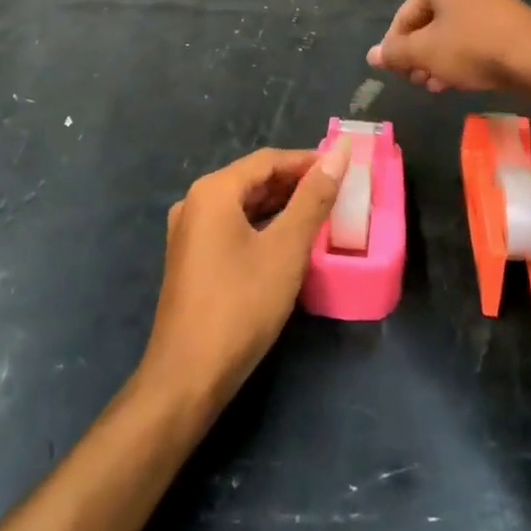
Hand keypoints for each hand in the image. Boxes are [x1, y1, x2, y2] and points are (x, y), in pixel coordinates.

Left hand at [139, 143, 348, 415]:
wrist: (187, 378)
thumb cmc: (240, 305)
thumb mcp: (286, 249)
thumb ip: (313, 198)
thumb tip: (340, 153)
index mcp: (213, 191)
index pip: (268, 160)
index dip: (307, 161)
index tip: (343, 169)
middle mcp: (195, 202)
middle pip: (253, 179)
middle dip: (295, 183)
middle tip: (337, 192)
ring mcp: (189, 233)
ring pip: (243, 205)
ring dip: (280, 205)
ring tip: (320, 214)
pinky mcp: (191, 259)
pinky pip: (232, 227)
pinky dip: (262, 226)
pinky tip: (287, 241)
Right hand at [367, 0, 530, 93]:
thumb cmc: (473, 47)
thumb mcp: (426, 52)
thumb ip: (396, 53)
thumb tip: (371, 55)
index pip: (404, 16)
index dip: (395, 47)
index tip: (396, 74)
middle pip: (427, 22)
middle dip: (418, 55)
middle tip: (415, 81)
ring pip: (450, 31)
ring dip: (437, 60)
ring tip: (433, 86)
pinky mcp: (506, 18)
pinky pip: (472, 35)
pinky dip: (459, 55)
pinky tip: (456, 81)